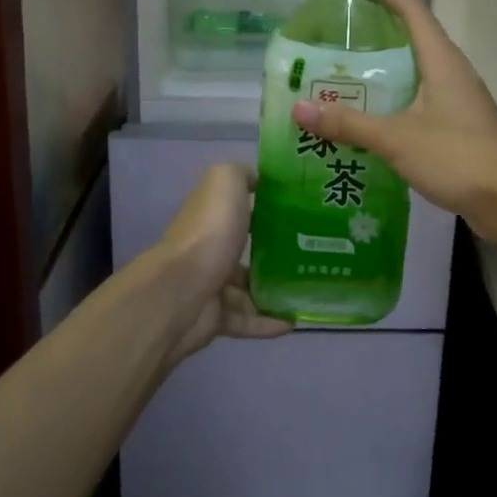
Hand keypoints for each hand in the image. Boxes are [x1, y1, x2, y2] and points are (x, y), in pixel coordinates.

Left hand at [151, 163, 290, 362]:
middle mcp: (210, 246)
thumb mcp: (226, 182)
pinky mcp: (215, 317)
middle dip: (275, 250)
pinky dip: (268, 322)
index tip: (301, 208)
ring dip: (275, 290)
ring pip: (248, 288)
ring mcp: (211, 284)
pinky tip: (294, 322)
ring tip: (309, 289)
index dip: (266, 204)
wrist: (182, 291)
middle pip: (245, 247)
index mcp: (212, 214)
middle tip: (314, 253)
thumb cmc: (209, 232)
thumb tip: (258, 179)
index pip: (239, 206)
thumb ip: (241, 174)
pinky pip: (247, 320)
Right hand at [291, 0, 496, 240]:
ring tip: (344, 78)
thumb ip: (348, 123)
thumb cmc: (458, 156)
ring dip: (385, 71)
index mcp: (441, 60)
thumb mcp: (397, 138)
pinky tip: (370, 120)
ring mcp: (458, 100)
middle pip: (414, 38)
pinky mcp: (459, 126)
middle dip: (377, 33)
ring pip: (417, 72)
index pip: (413, 10)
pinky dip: (395, 101)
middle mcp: (452, 72)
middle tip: (335, 39)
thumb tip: (299, 109)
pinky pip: (421, 101)